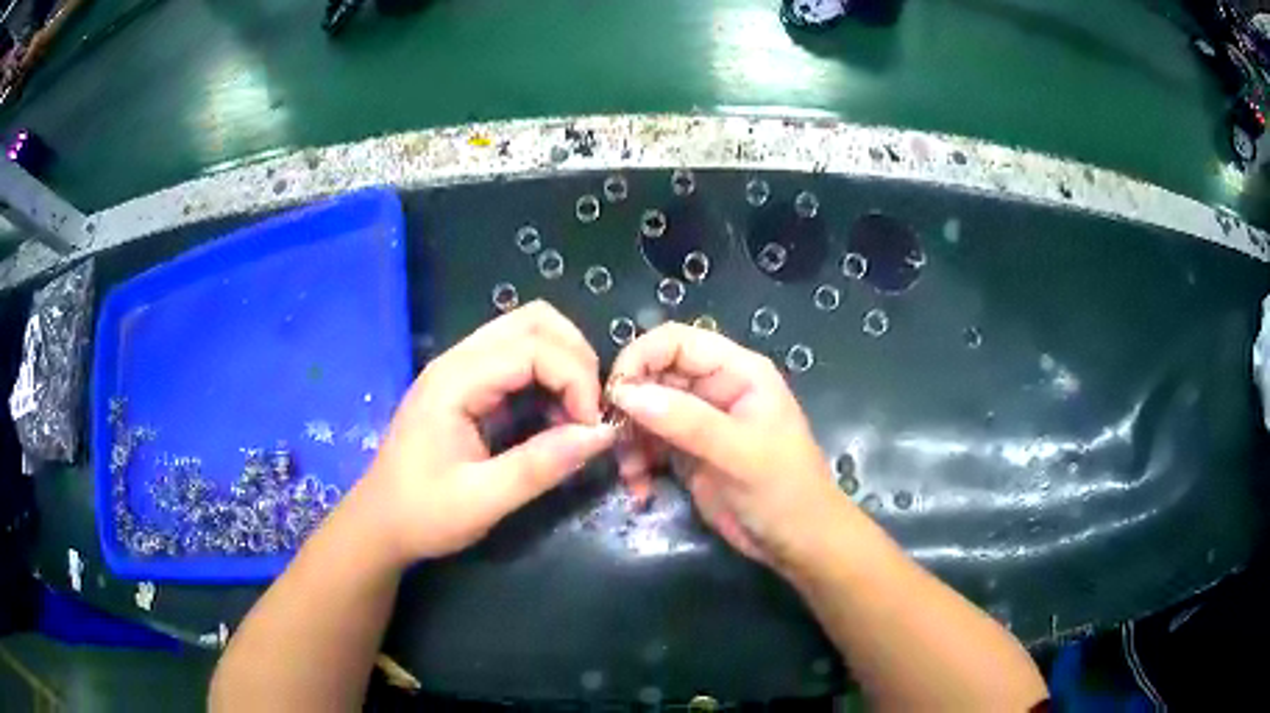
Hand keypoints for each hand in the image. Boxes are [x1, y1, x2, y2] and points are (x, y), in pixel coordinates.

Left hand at [352, 301, 615, 564]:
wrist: (379, 525)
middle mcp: (458, 361)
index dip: (575, 379)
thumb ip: (541, 465)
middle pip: (534, 321)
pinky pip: (518, 358)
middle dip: (576, 357)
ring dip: (564, 363)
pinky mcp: (466, 385)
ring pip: (528, 332)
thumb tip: (602, 434)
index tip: (591, 427)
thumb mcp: (482, 500)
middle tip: (588, 411)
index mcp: (455, 381)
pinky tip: (553, 417)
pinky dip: (548, 376)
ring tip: (574, 414)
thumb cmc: (423, 514)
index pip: (533, 347)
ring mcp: (460, 369)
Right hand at [610, 323, 846, 569]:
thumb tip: (626, 393)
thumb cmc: (784, 491)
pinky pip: (649, 445)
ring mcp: (699, 422)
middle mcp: (715, 389)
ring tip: (630, 473)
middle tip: (611, 439)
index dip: (641, 357)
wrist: (798, 543)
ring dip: (630, 441)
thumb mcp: (741, 454)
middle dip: (630, 406)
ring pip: (646, 412)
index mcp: (737, 371)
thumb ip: (687, 421)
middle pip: (655, 375)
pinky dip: (637, 464)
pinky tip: (640, 489)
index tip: (615, 393)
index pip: (677, 341)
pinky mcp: (688, 454)